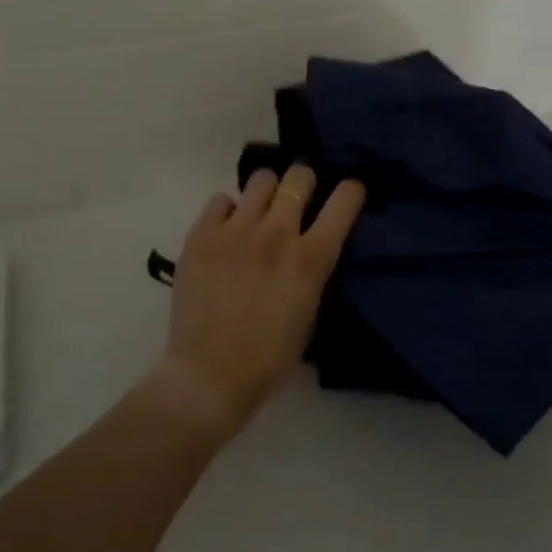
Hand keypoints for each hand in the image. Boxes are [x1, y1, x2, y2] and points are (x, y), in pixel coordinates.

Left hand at [160, 166, 364, 437]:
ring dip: (266, 192)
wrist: (208, 375)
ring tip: (259, 211)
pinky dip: (228, 210)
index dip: (350, 191)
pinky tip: (227, 230)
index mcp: (311, 258)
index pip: (344, 200)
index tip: (347, 195)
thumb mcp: (310, 312)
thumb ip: (313, 270)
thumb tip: (309, 247)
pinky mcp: (201, 234)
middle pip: (299, 176)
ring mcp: (236, 230)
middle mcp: (277, 233)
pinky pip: (221, 199)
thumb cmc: (269, 357)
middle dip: (303, 183)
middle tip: (297, 200)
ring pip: (261, 179)